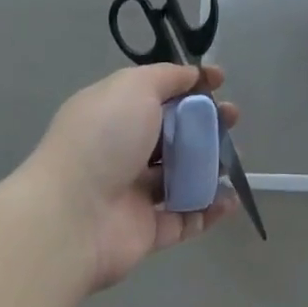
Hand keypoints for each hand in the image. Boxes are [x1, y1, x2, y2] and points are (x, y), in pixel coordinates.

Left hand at [29, 64, 239, 291]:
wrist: (71, 216)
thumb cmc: (103, 138)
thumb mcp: (134, 87)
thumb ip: (167, 77)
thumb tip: (193, 74)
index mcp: (115, 113)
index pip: (157, 94)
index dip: (189, 85)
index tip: (220, 81)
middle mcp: (123, 150)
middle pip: (173, 134)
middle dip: (206, 123)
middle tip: (233, 119)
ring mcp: (134, 193)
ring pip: (181, 175)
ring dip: (211, 165)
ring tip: (236, 157)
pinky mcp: (147, 232)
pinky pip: (185, 217)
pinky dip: (209, 208)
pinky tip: (231, 198)